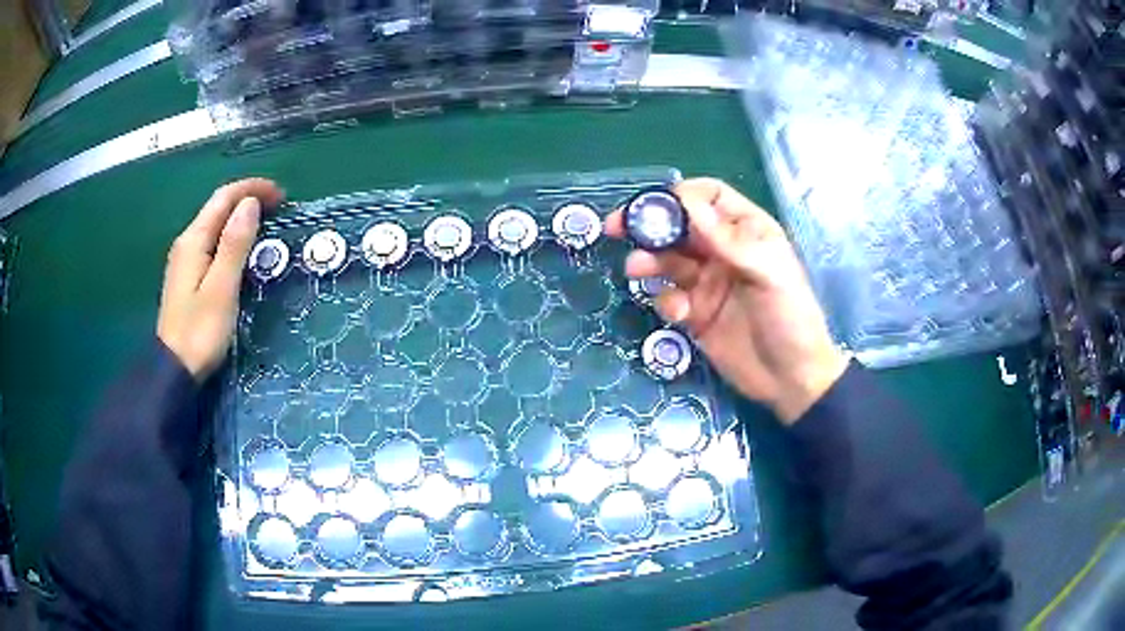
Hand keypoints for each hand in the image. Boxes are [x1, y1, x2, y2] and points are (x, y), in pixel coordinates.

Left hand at [157, 179, 283, 380]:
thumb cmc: (200, 332)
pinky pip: (212, 243)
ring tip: (267, 224)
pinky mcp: (188, 277)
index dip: (252, 189)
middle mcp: (187, 243)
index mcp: (193, 241)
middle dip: (248, 199)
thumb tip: (250, 204)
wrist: (175, 370)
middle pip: (218, 208)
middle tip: (279, 208)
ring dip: (241, 217)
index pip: (223, 198)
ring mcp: (185, 261)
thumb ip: (234, 244)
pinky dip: (232, 236)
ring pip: (215, 225)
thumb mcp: (221, 288)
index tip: (282, 195)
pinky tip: (243, 248)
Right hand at [607, 178, 848, 423]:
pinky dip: (667, 301)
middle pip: (680, 227)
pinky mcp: (696, 314)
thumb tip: (686, 202)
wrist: (791, 380)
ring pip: (669, 261)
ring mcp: (708, 283)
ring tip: (635, 269)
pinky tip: (679, 314)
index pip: (710, 197)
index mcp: (747, 231)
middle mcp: (723, 251)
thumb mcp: (768, 274)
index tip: (656, 204)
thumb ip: (728, 240)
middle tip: (616, 226)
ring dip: (650, 261)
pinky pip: (670, 298)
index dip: (682, 196)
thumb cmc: (791, 318)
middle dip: (649, 225)